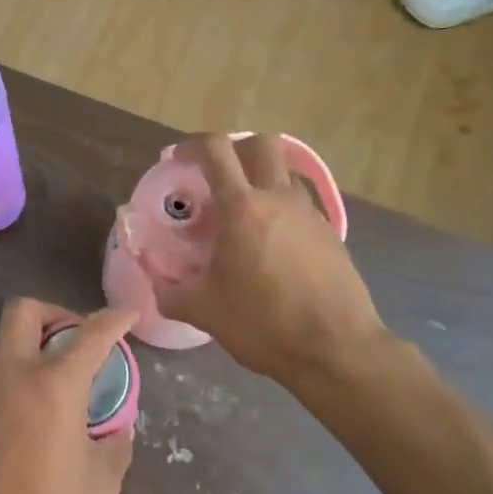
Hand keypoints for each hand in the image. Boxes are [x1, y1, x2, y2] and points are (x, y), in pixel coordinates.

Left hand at [0, 300, 136, 493]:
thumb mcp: (101, 484)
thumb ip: (114, 443)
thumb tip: (115, 427)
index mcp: (54, 385)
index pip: (91, 335)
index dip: (113, 319)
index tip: (126, 314)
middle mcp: (11, 374)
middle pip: (23, 311)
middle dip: (52, 312)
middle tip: (70, 338)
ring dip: (20, 343)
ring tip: (39, 373)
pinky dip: (1, 378)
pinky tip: (14, 413)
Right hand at [146, 135, 388, 385]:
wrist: (336, 349)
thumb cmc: (263, 323)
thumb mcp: (203, 311)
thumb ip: (171, 293)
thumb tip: (156, 286)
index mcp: (242, 208)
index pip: (215, 150)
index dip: (192, 145)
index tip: (178, 159)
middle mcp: (279, 199)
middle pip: (263, 143)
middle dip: (236, 148)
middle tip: (218, 175)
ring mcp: (310, 215)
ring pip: (286, 172)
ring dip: (263, 177)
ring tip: (245, 212)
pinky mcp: (331, 235)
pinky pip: (303, 205)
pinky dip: (283, 209)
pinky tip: (273, 244)